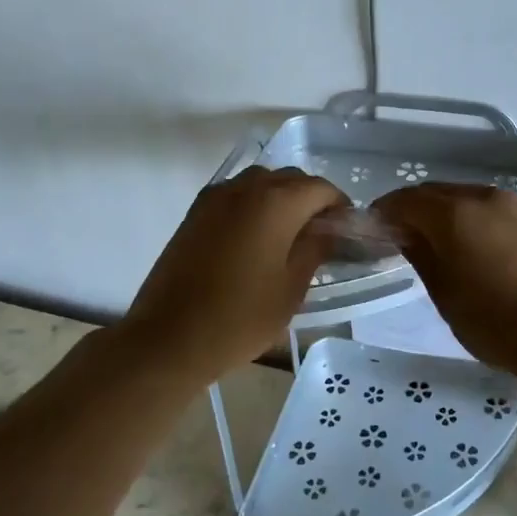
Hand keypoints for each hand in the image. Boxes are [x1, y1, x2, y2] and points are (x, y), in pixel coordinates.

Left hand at [123, 166, 348, 380]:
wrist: (169, 337)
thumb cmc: (240, 317)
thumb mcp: (291, 289)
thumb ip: (314, 250)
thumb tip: (329, 231)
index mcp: (276, 202)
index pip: (320, 188)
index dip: (339, 205)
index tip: (347, 229)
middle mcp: (246, 188)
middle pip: (290, 178)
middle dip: (311, 198)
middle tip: (321, 232)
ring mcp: (216, 197)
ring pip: (260, 181)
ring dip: (281, 196)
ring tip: (288, 233)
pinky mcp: (195, 212)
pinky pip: (235, 194)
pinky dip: (253, 204)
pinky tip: (256, 236)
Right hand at [374, 185, 516, 372]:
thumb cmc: (495, 320)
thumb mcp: (445, 294)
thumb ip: (421, 256)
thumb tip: (406, 234)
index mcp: (454, 212)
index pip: (406, 200)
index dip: (385, 211)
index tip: (373, 229)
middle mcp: (483, 198)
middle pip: (437, 193)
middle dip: (415, 209)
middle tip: (401, 236)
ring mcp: (515, 207)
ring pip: (467, 199)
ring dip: (446, 213)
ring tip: (438, 243)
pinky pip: (493, 212)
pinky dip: (474, 221)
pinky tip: (475, 248)